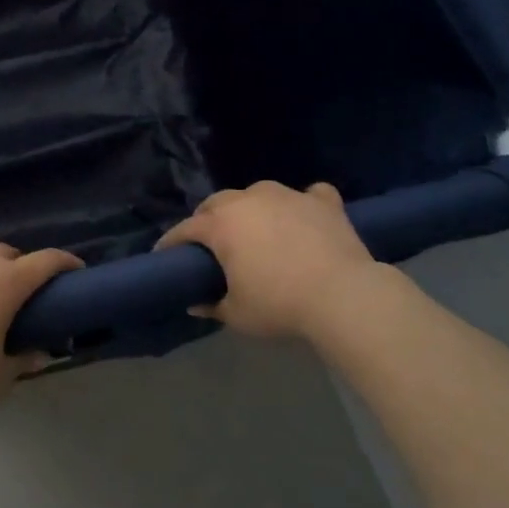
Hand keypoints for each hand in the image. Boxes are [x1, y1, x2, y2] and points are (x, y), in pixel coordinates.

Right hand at [156, 181, 400, 341]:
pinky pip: (308, 195)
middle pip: (218, 202)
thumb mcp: (237, 314)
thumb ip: (212, 305)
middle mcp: (249, 200)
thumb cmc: (280, 304)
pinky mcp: (322, 202)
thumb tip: (196, 303)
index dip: (172, 241)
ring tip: (257, 228)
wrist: (343, 295)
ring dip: (251, 207)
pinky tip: (305, 216)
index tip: (165, 253)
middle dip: (208, 218)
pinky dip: (303, 204)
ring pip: (258, 193)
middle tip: (212, 243)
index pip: (186, 228)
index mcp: (222, 224)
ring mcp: (288, 195)